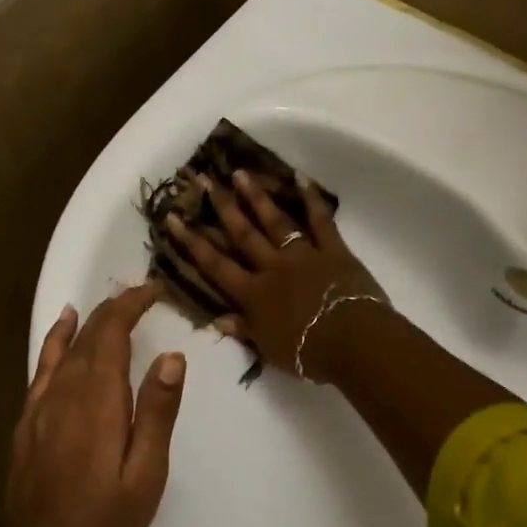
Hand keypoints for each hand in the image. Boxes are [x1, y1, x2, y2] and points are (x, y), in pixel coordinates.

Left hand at [6, 283, 185, 526]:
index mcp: (97, 402)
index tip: (153, 291)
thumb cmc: (107, 524)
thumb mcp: (146, 474)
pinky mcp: (26, 426)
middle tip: (142, 295)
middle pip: (88, 337)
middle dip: (114, 309)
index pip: (111, 334)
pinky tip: (61, 333)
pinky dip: (53, 344)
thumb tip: (172, 357)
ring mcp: (39, 410)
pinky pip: (40, 371)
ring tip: (106, 302)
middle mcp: (64, 395)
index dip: (130, 306)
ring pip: (63, 350)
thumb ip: (157, 412)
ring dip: (87, 322)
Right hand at [165, 170, 386, 381]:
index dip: (192, 242)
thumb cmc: (309, 354)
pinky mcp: (333, 250)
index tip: (173, 218)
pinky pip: (320, 220)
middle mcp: (272, 267)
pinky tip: (299, 176)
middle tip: (204, 180)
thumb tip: (217, 318)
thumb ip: (244, 330)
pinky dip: (311, 198)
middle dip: (221, 207)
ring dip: (256, 196)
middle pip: (242, 234)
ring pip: (275, 221)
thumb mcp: (269, 349)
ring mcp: (303, 255)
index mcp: (254, 294)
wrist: (353, 342)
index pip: (216, 265)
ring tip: (240, 173)